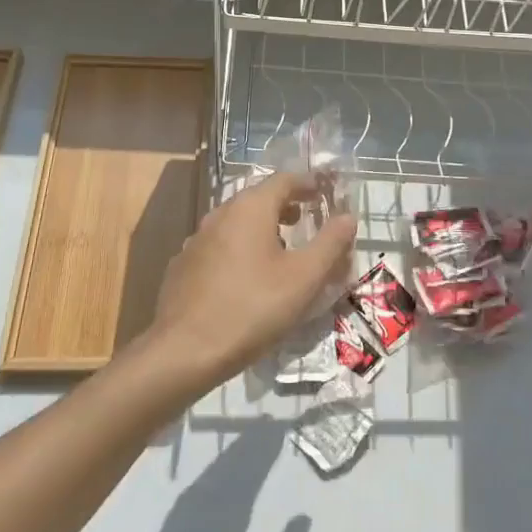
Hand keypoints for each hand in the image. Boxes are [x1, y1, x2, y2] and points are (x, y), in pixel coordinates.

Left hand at [140, 171, 357, 392]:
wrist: (184, 351)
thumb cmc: (252, 308)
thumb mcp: (304, 278)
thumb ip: (330, 243)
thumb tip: (348, 217)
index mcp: (250, 208)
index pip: (284, 180)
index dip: (308, 183)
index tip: (325, 192)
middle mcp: (220, 214)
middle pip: (259, 199)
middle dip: (286, 206)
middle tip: (306, 220)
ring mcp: (197, 240)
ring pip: (237, 223)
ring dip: (262, 228)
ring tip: (281, 250)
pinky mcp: (184, 266)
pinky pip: (220, 246)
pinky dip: (240, 250)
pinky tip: (247, 278)